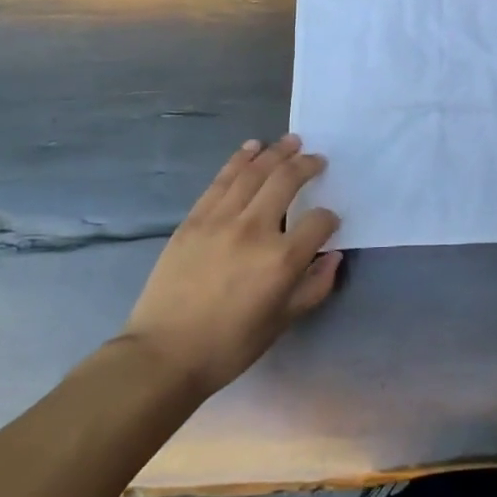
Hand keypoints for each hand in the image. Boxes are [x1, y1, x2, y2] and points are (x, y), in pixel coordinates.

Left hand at [121, 135, 342, 395]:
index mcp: (282, 260)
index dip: (329, 218)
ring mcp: (221, 220)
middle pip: (287, 180)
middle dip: (307, 165)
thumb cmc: (229, 345)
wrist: (163, 354)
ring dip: (276, 152)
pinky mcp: (194, 219)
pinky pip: (222, 180)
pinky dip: (240, 159)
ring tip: (291, 141)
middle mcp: (254, 230)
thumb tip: (333, 257)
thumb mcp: (282, 322)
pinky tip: (253, 148)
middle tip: (317, 159)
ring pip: (253, 172)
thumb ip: (315, 287)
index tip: (329, 222)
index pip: (319, 221)